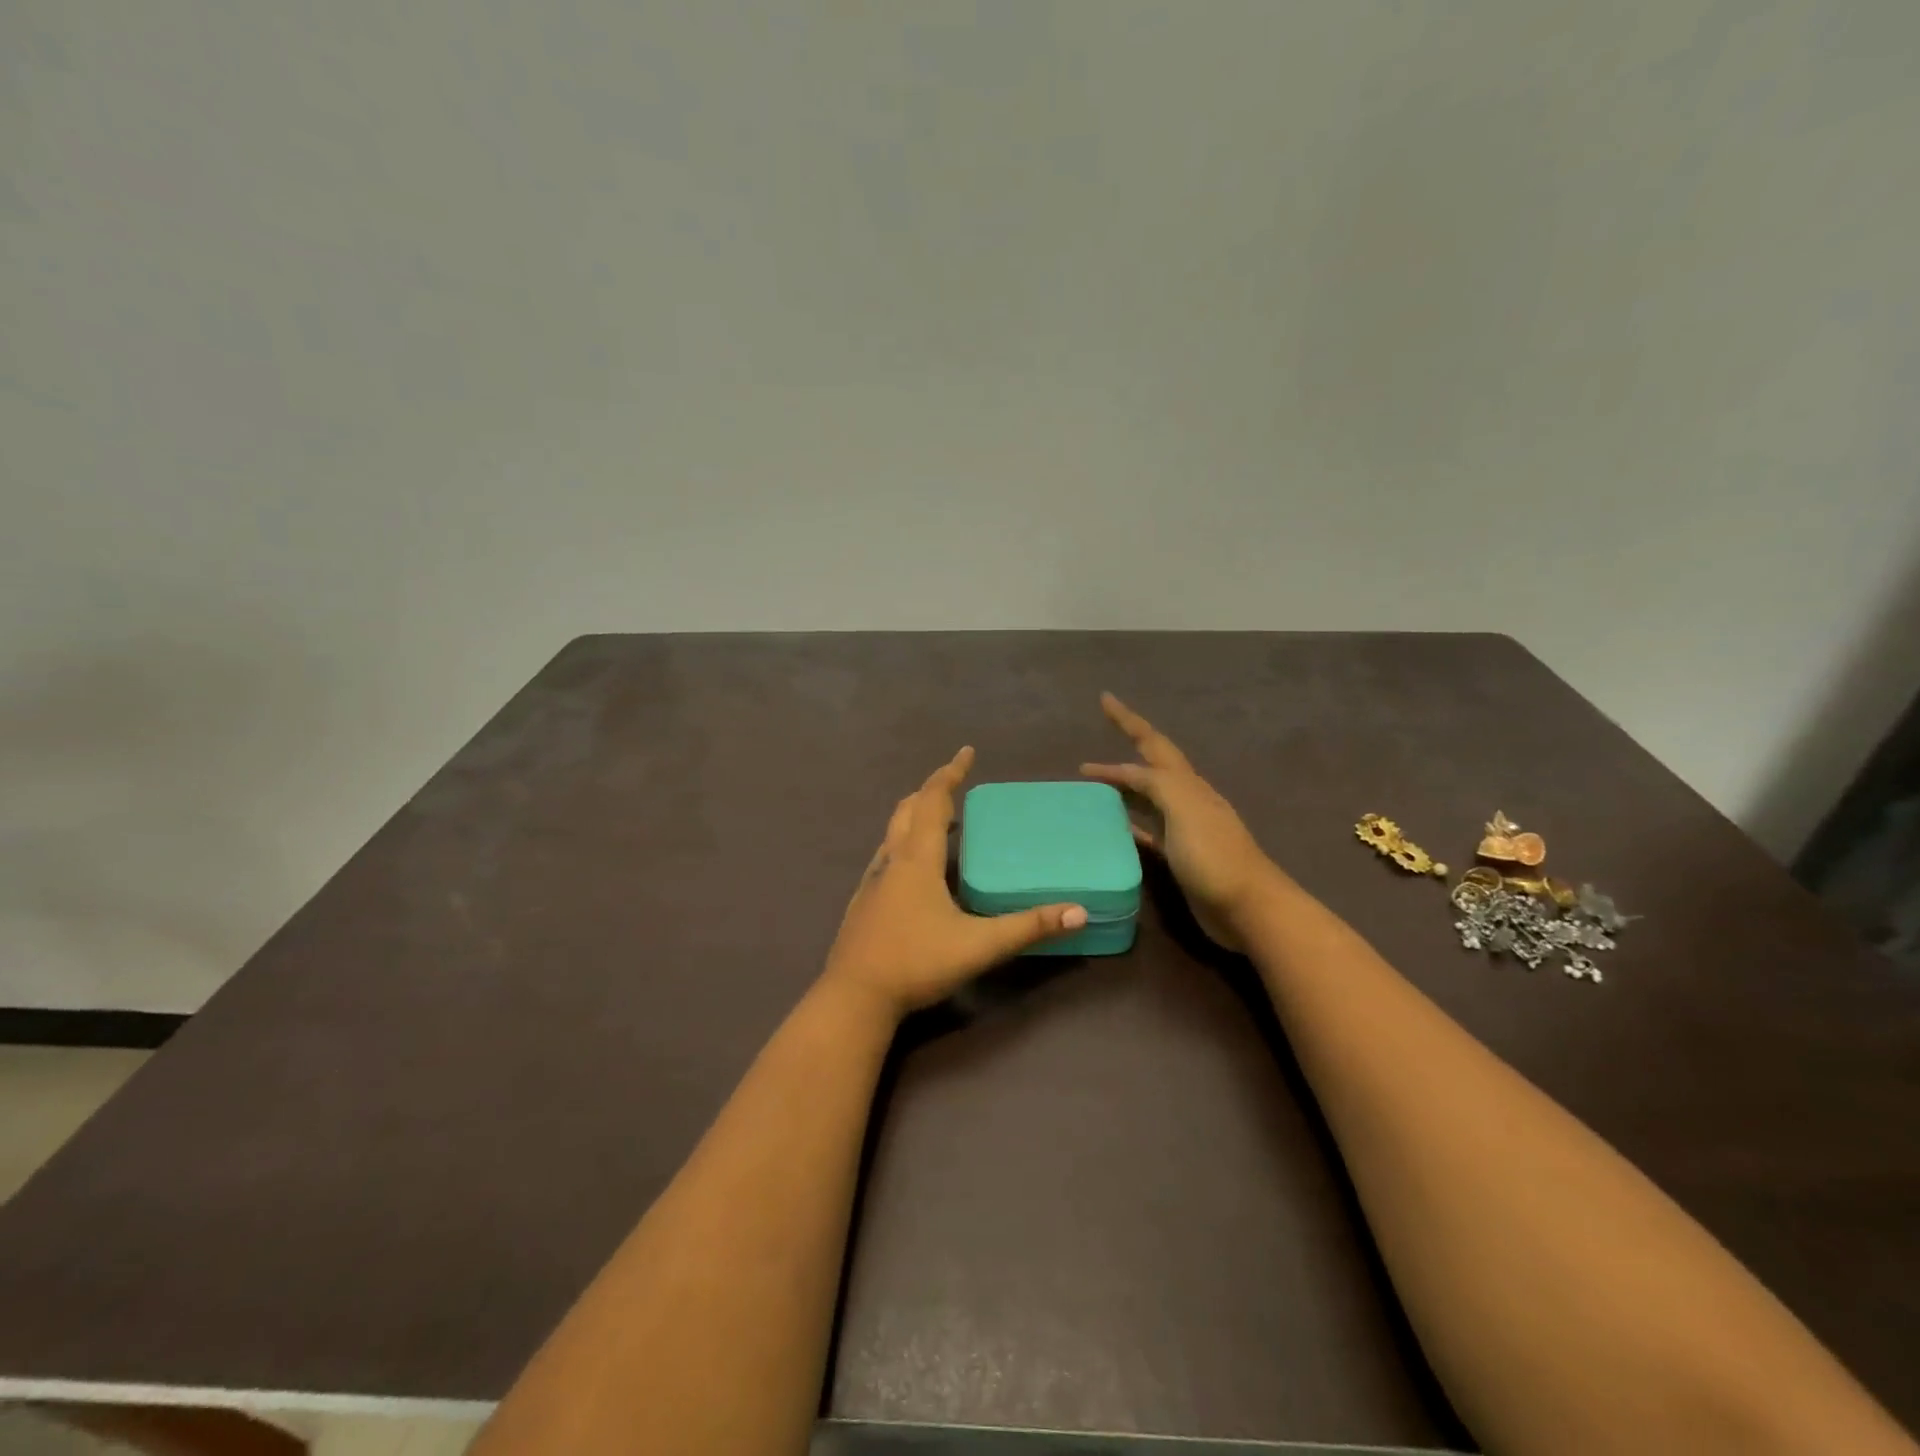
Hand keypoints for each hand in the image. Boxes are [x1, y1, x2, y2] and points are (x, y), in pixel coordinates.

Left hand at [821, 747, 1087, 1017]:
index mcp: (917, 859)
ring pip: (893, 833)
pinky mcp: (864, 903)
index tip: (966, 752)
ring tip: (943, 822)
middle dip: (931, 791)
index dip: (949, 773)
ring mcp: (873, 881)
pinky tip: (916, 871)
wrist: (854, 998)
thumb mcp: (979, 945)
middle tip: (956, 786)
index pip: (932, 801)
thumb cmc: (916, 962)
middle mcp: (891, 861)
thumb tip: (1078, 912)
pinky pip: (887, 857)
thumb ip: (1028, 927)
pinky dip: (905, 844)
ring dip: (916, 817)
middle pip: (907, 810)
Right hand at [1081, 693, 1279, 950]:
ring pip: (1147, 797)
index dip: (1127, 720)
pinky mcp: (1179, 857)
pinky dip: (1130, 824)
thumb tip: (1125, 772)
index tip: (1104, 699)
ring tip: (1092, 785)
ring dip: (1123, 786)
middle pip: (1150, 766)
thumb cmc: (1214, 856)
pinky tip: (1114, 829)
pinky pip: (1148, 831)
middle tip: (1099, 733)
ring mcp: (1183, 828)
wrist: (1247, 907)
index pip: (1151, 743)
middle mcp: (1185, 799)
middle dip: (1126, 746)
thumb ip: (1156, 784)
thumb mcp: (1184, 809)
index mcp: (1186, 783)